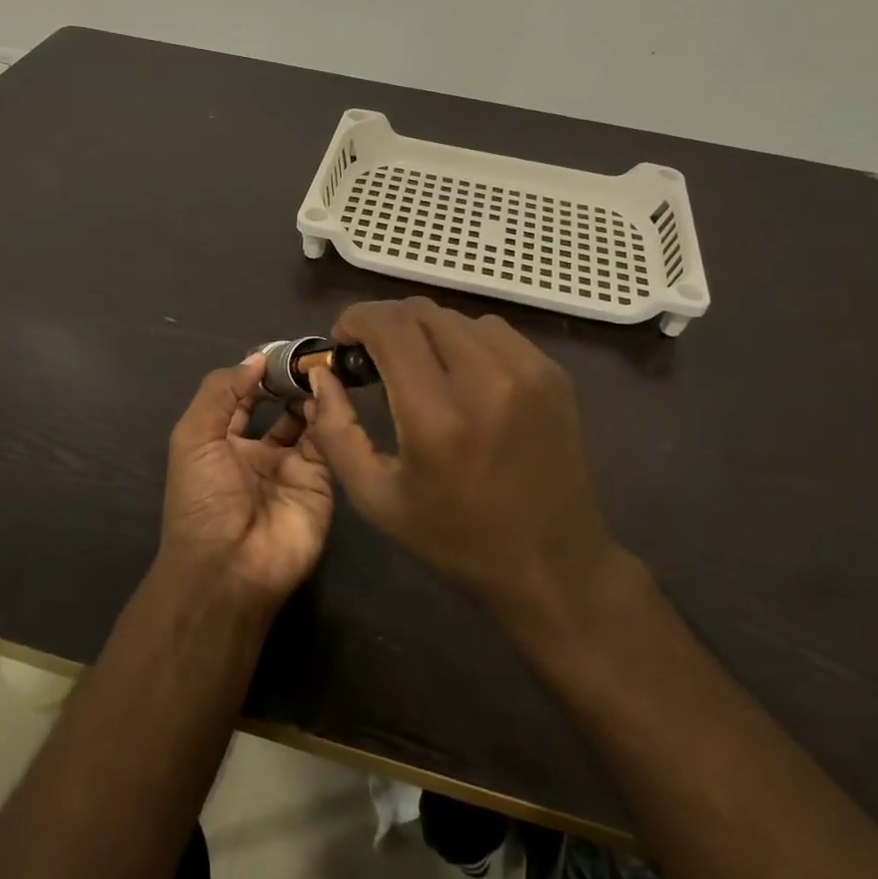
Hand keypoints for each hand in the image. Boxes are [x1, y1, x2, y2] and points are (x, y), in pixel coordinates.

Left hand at [161, 354, 334, 608]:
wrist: (229, 566)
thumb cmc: (203, 498)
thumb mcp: (194, 437)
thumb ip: (221, 392)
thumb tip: (255, 358)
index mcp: (221, 442)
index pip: (242, 398)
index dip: (257, 373)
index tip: (280, 348)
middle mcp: (257, 453)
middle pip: (279, 408)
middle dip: (291, 383)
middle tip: (310, 355)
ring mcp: (291, 468)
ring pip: (308, 421)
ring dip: (312, 396)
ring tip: (322, 370)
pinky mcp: (320, 482)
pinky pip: (327, 443)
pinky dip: (329, 418)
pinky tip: (329, 395)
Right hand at [305, 298, 626, 625]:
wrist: (555, 565)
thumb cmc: (457, 539)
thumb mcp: (377, 499)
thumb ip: (337, 432)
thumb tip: (322, 374)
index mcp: (437, 416)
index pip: (389, 326)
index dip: (356, 319)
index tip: (343, 340)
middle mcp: (486, 379)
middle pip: (421, 312)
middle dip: (385, 324)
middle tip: (373, 357)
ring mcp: (528, 372)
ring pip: (457, 317)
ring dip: (425, 332)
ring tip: (419, 368)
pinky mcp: (553, 374)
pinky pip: (495, 332)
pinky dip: (465, 341)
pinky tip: (461, 377)